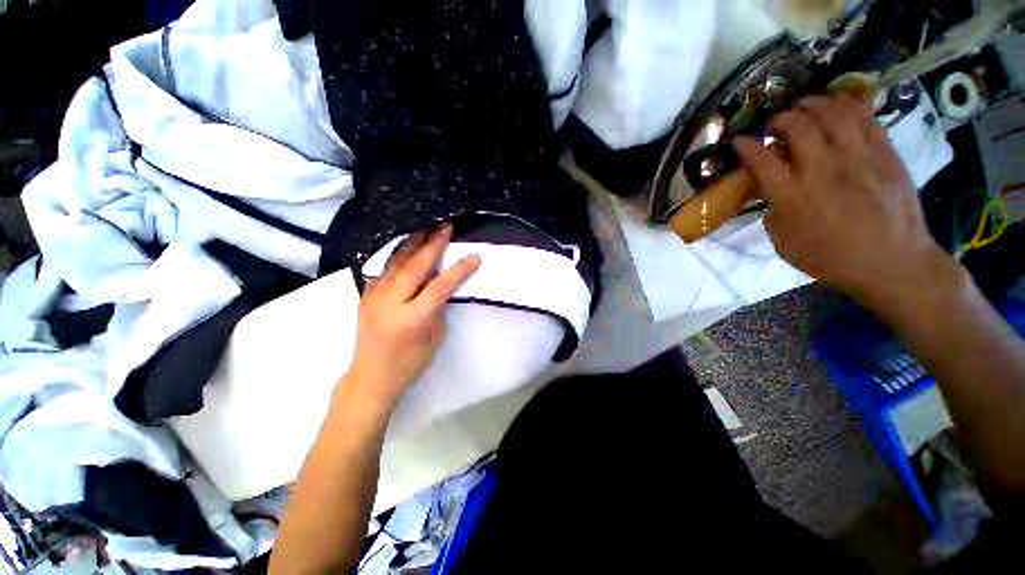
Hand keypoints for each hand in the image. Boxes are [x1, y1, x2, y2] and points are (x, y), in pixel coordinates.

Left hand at [342, 224, 479, 410]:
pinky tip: (407, 245)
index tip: (475, 256)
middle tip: (446, 225)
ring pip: (396, 261)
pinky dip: (398, 254)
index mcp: (412, 319)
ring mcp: (373, 296)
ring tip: (427, 226)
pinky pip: (384, 269)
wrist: (370, 378)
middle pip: (415, 265)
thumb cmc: (408, 364)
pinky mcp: (365, 295)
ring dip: (414, 242)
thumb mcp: (433, 339)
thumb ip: (437, 308)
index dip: (459, 270)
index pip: (440, 286)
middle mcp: (390, 302)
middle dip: (433, 243)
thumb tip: (441, 285)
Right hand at [734, 95, 950, 305]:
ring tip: (805, 106)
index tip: (739, 141)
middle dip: (780, 119)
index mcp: (793, 197)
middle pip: (797, 127)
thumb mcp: (784, 244)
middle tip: (775, 123)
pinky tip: (838, 109)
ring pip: (833, 113)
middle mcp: (823, 170)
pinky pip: (865, 118)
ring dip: (813, 104)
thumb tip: (770, 191)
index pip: (761, 160)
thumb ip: (772, 213)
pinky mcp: (885, 154)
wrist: (892, 262)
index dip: (745, 146)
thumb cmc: (831, 258)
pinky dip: (847, 107)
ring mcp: (858, 158)